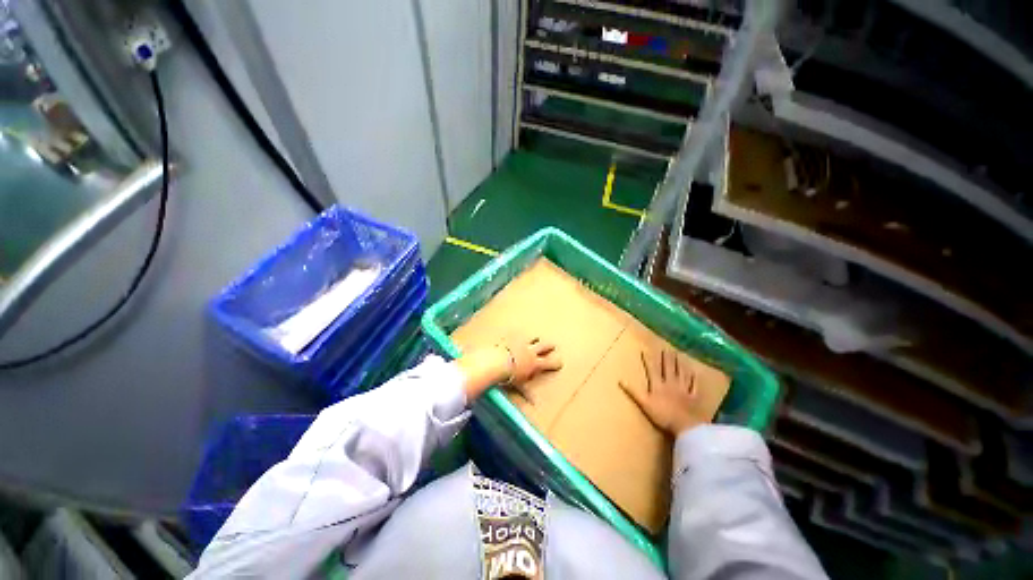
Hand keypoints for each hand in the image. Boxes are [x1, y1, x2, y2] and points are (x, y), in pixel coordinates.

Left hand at [456, 334, 561, 401]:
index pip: (549, 363)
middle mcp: (530, 351)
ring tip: (537, 338)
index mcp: (534, 364)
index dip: (555, 363)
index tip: (560, 362)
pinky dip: (518, 334)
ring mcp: (521, 342)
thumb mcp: (519, 386)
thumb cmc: (509, 376)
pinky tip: (517, 332)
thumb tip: (534, 403)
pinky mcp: (512, 337)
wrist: (497, 361)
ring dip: (535, 339)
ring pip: (532, 338)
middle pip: (544, 346)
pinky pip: (517, 333)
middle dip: (549, 346)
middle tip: (553, 345)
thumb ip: (527, 393)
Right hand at [619, 349, 707, 436]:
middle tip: (667, 348)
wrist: (685, 425)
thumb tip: (620, 380)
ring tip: (679, 354)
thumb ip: (633, 392)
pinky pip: (694, 385)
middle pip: (668, 369)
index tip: (645, 350)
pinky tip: (694, 372)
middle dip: (667, 358)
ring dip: (679, 364)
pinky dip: (694, 379)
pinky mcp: (693, 397)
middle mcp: (671, 384)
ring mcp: (683, 389)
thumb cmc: (663, 415)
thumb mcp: (644, 404)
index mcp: (658, 385)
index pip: (652, 370)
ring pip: (681, 374)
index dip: (648, 360)